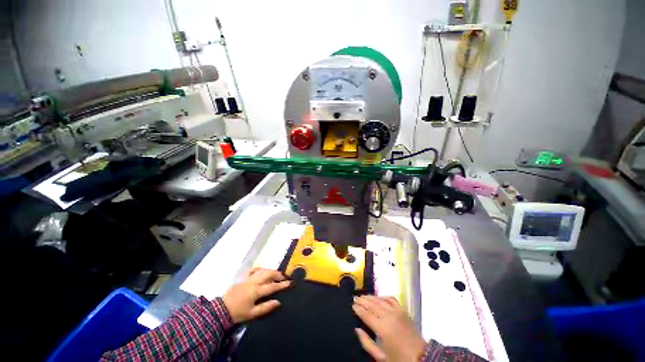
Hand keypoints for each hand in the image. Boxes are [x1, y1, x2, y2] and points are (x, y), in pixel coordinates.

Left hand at [222, 268, 290, 323]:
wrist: (222, 310)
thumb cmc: (238, 313)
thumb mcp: (252, 314)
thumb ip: (266, 307)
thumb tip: (278, 302)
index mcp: (256, 291)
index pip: (272, 286)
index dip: (281, 285)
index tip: (289, 283)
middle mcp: (254, 282)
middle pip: (268, 274)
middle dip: (277, 274)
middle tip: (283, 278)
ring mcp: (249, 279)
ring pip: (262, 270)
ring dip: (271, 271)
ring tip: (275, 274)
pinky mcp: (244, 278)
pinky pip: (254, 270)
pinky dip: (260, 269)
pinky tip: (263, 270)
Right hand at [353, 295, 426, 361]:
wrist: (420, 357)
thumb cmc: (399, 359)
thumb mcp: (380, 356)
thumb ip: (366, 343)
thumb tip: (357, 329)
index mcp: (382, 328)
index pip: (366, 315)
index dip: (358, 309)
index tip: (352, 305)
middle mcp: (389, 316)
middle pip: (372, 305)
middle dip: (362, 301)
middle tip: (354, 298)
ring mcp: (397, 311)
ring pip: (380, 300)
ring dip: (370, 297)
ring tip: (363, 296)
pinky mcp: (403, 310)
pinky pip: (391, 299)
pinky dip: (383, 296)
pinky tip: (379, 297)